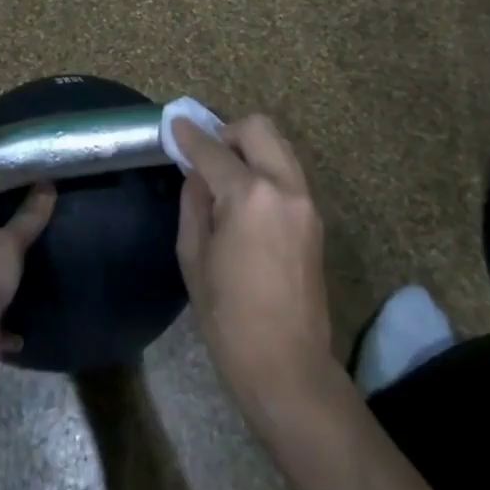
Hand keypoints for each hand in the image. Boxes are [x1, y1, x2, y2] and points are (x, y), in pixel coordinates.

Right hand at [174, 116, 336, 435]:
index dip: (190, 136)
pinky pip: (288, 173)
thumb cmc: (228, 316)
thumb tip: (197, 174)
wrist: (286, 365)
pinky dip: (266, 168)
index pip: (214, 150)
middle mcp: (284, 186)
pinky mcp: (315, 219)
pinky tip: (246, 197)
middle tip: (206, 154)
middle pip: (259, 129)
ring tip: (226, 175)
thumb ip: (194, 203)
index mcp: (249, 195)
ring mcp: (305, 201)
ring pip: (279, 146)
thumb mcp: (193, 256)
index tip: (175, 124)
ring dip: (251, 147)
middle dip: (228, 131)